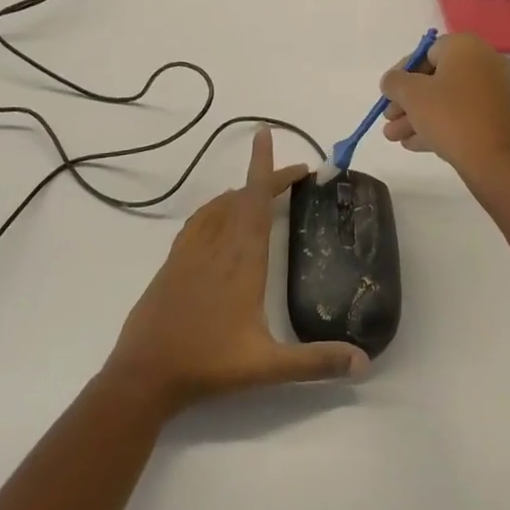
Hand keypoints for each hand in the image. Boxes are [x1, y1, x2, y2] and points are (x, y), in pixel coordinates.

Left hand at [102, 127, 367, 417]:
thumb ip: (316, 362)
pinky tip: (221, 217)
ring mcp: (191, 251)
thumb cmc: (208, 365)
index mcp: (242, 259)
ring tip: (264, 192)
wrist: (144, 374)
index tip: (268, 136)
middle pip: (243, 197)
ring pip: (220, 206)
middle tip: (296, 174)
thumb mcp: (268, 366)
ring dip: (244, 192)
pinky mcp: (173, 261)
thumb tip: (365, 363)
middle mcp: (217, 245)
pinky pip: (200, 220)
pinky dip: (217, 207)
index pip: (256, 200)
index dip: (265, 167)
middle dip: (268, 178)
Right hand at [379, 33, 509, 180]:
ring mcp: (493, 92)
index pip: (425, 53)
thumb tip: (392, 81)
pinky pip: (461, 115)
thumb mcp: (412, 95)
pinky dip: (438, 125)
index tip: (388, 94)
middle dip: (407, 100)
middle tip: (388, 119)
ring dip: (417, 117)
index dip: (401, 73)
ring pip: (446, 100)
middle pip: (435, 78)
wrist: (498, 162)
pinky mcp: (497, 118)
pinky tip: (414, 144)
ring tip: (394, 138)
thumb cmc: (451, 116)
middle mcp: (483, 63)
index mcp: (466, 47)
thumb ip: (394, 82)